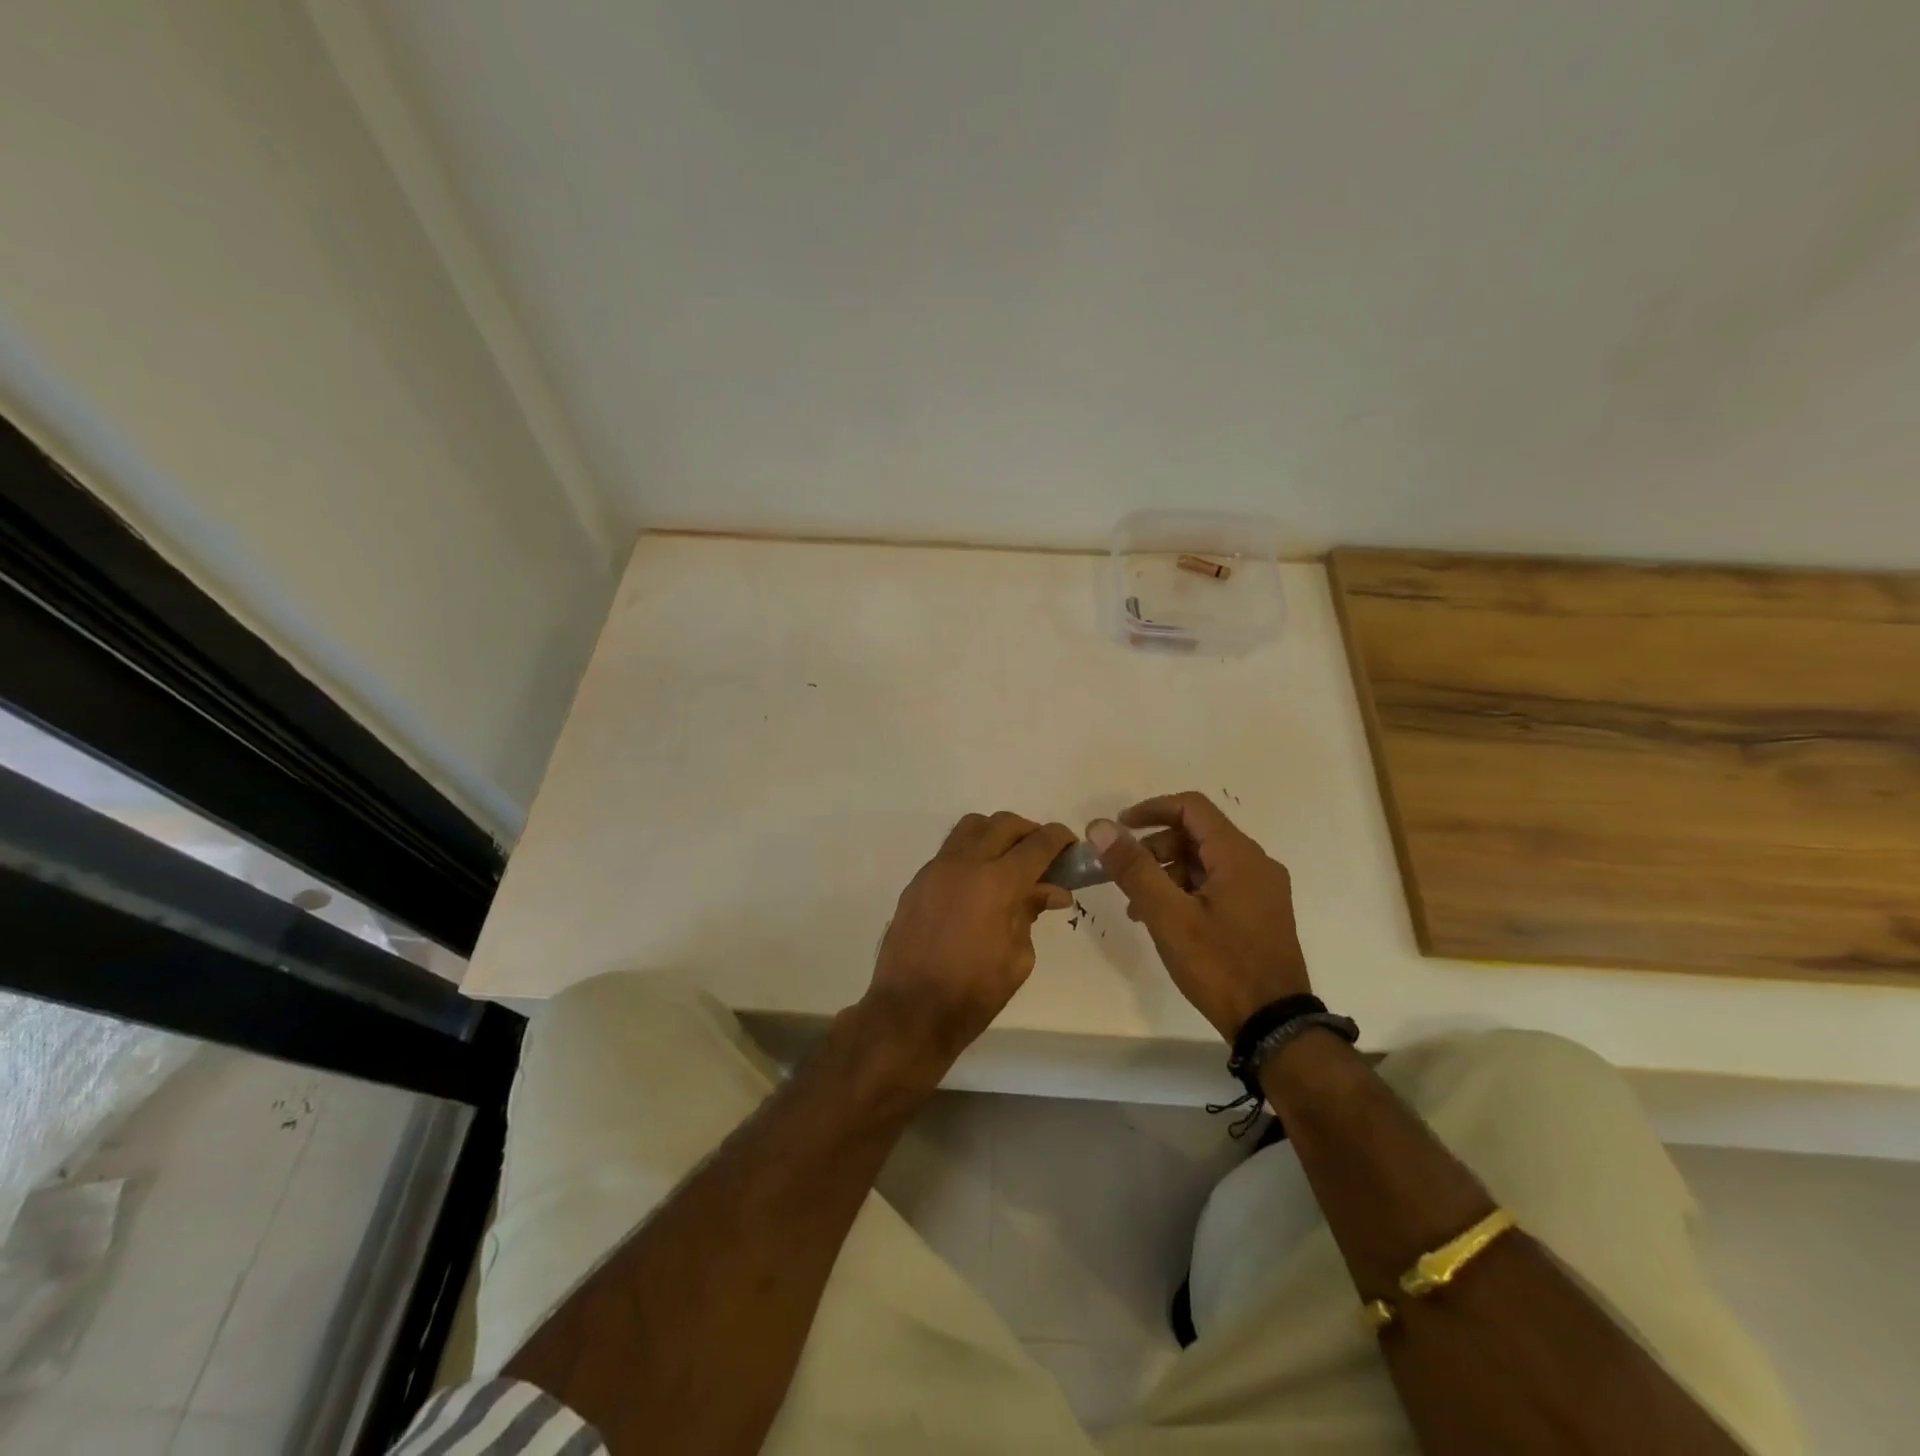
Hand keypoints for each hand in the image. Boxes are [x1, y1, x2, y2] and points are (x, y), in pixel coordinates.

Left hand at [859, 811, 1075, 1080]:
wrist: (910, 1011)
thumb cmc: (973, 993)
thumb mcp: (1018, 958)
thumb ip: (1031, 913)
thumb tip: (1051, 890)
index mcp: (997, 882)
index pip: (1037, 843)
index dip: (1059, 838)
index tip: (1071, 845)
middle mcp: (965, 863)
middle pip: (1003, 824)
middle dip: (1029, 832)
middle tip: (1042, 856)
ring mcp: (936, 869)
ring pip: (971, 827)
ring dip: (996, 834)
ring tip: (1008, 862)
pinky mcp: (917, 881)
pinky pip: (950, 851)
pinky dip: (971, 854)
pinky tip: (977, 885)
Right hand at [1087, 791, 1310, 1041]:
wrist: (1274, 1027)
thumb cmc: (1220, 966)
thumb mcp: (1168, 916)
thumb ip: (1134, 868)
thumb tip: (1100, 828)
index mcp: (1239, 856)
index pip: (1191, 807)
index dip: (1151, 810)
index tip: (1118, 828)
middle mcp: (1256, 863)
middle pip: (1197, 834)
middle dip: (1154, 848)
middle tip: (1124, 875)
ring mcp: (1262, 890)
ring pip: (1205, 862)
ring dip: (1167, 873)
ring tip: (1137, 907)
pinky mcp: (1261, 913)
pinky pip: (1217, 884)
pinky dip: (1186, 891)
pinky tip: (1164, 921)